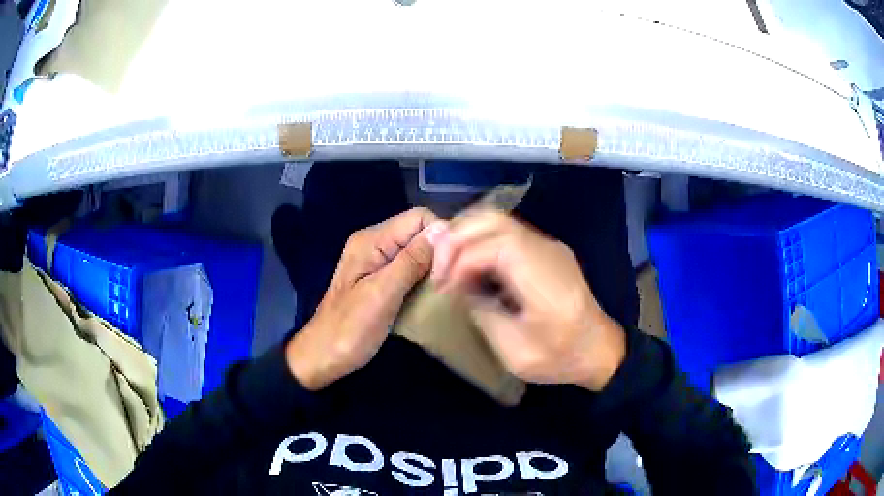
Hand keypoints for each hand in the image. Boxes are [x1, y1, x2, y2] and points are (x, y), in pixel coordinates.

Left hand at [286, 208, 439, 390]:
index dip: (440, 236)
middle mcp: (373, 243)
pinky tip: (430, 294)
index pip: (419, 217)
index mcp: (371, 241)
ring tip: (444, 288)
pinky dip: (423, 276)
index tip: (452, 266)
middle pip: (418, 232)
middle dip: (439, 251)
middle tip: (450, 281)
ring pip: (416, 249)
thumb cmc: (350, 329)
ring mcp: (375, 261)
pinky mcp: (379, 278)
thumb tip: (444, 229)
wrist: (322, 357)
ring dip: (433, 265)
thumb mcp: (382, 294)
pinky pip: (409, 266)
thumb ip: (411, 261)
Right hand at [428, 210, 625, 390]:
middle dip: (457, 238)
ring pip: (498, 220)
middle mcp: (547, 250)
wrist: (600, 350)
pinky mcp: (547, 249)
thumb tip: (460, 287)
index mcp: (544, 278)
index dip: (461, 260)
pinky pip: (506, 232)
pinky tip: (469, 263)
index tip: (445, 287)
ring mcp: (549, 245)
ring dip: (466, 236)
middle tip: (438, 269)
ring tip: (448, 265)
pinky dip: (480, 240)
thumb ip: (484, 314)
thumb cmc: (561, 357)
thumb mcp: (515, 352)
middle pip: (493, 220)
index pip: (494, 245)